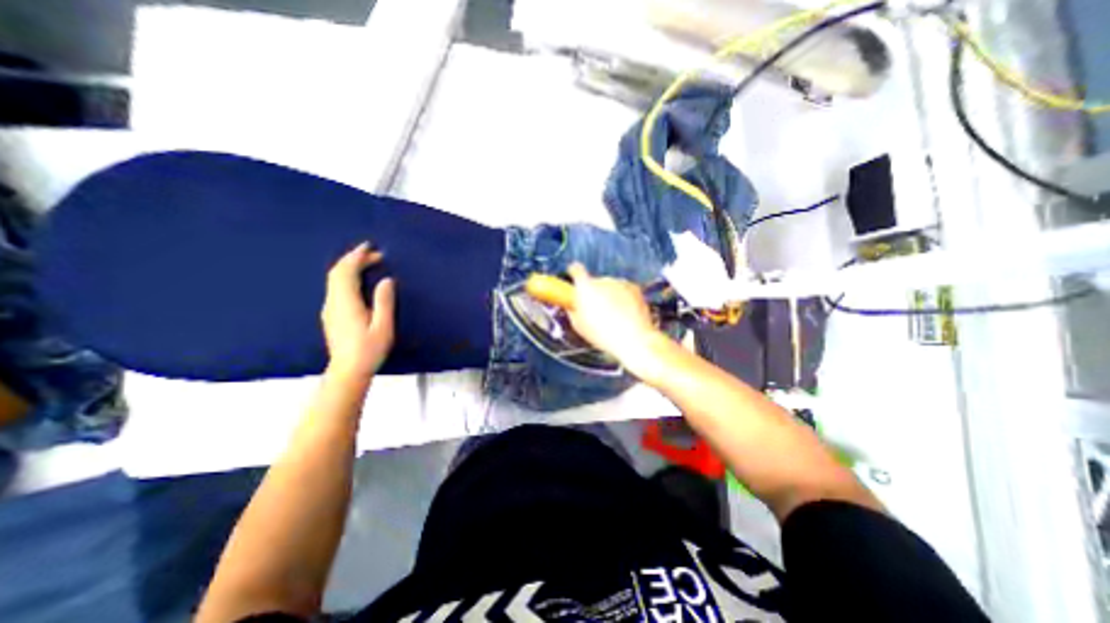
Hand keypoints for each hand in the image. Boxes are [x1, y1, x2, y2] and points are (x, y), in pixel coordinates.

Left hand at [322, 243, 392, 379]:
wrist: (348, 371)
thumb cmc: (369, 350)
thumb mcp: (383, 326)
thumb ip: (384, 302)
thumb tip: (386, 280)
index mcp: (346, 303)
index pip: (346, 272)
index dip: (357, 256)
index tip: (370, 247)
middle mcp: (333, 302)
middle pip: (337, 272)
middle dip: (353, 258)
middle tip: (373, 253)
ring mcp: (330, 308)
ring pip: (334, 279)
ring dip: (349, 267)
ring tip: (368, 263)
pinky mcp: (331, 315)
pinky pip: (335, 287)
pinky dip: (346, 277)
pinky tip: (358, 280)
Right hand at [568, 263, 662, 369]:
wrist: (633, 339)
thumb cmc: (603, 334)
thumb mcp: (578, 326)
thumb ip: (572, 310)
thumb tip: (572, 307)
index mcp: (585, 287)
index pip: (576, 269)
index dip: (574, 272)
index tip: (573, 277)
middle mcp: (602, 280)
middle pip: (594, 281)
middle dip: (594, 292)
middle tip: (595, 309)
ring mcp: (620, 283)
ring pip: (610, 286)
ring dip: (609, 295)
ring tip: (612, 315)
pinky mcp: (634, 287)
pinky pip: (623, 290)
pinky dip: (623, 298)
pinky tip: (624, 314)